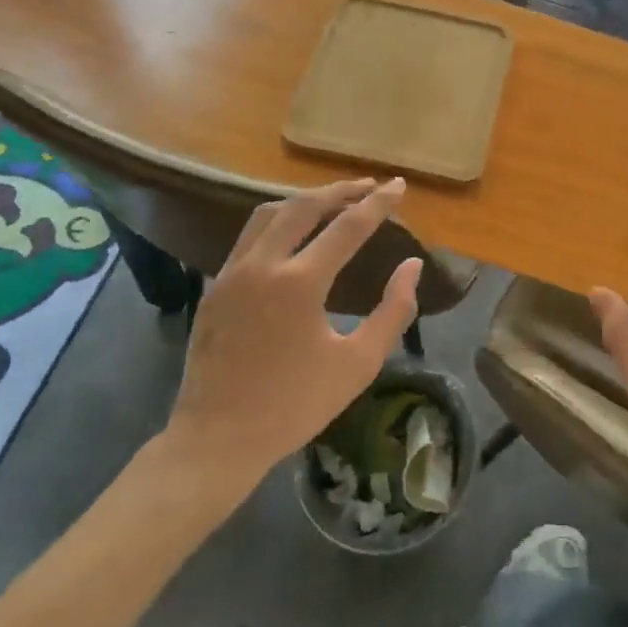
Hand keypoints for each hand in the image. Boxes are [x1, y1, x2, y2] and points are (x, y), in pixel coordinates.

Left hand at [157, 178, 420, 495]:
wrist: (217, 440)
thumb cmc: (295, 405)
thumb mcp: (358, 363)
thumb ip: (393, 310)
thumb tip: (412, 265)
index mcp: (299, 283)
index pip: (348, 227)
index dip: (378, 204)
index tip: (399, 186)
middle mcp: (262, 265)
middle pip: (304, 206)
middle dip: (340, 190)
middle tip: (369, 186)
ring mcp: (232, 274)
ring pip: (269, 215)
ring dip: (304, 200)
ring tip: (332, 201)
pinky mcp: (214, 288)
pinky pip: (249, 237)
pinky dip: (277, 222)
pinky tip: (292, 235)